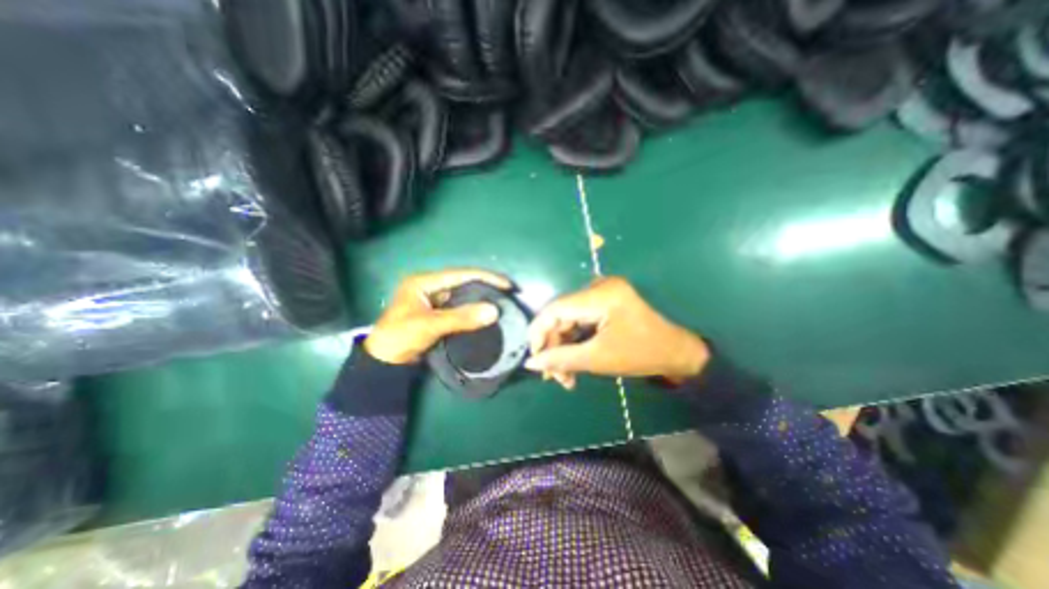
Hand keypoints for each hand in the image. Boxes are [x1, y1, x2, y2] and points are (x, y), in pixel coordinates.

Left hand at [365, 270, 512, 363]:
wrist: (382, 362)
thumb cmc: (400, 337)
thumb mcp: (430, 325)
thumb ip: (461, 317)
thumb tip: (494, 311)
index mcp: (424, 282)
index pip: (461, 274)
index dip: (486, 278)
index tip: (507, 285)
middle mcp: (430, 287)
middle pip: (463, 282)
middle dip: (485, 286)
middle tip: (507, 293)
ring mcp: (433, 301)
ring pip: (462, 295)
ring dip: (480, 298)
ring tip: (501, 301)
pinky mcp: (437, 313)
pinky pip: (459, 307)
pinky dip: (472, 310)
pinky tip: (485, 313)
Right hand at [525, 275, 711, 389]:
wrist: (677, 351)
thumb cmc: (642, 354)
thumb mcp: (599, 359)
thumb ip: (561, 359)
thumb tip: (530, 363)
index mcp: (600, 295)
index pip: (555, 309)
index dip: (538, 332)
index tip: (533, 359)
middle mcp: (598, 287)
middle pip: (561, 316)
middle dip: (554, 347)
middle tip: (554, 377)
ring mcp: (602, 293)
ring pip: (568, 321)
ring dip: (563, 347)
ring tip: (565, 377)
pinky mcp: (604, 302)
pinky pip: (579, 321)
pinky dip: (574, 341)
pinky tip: (573, 363)